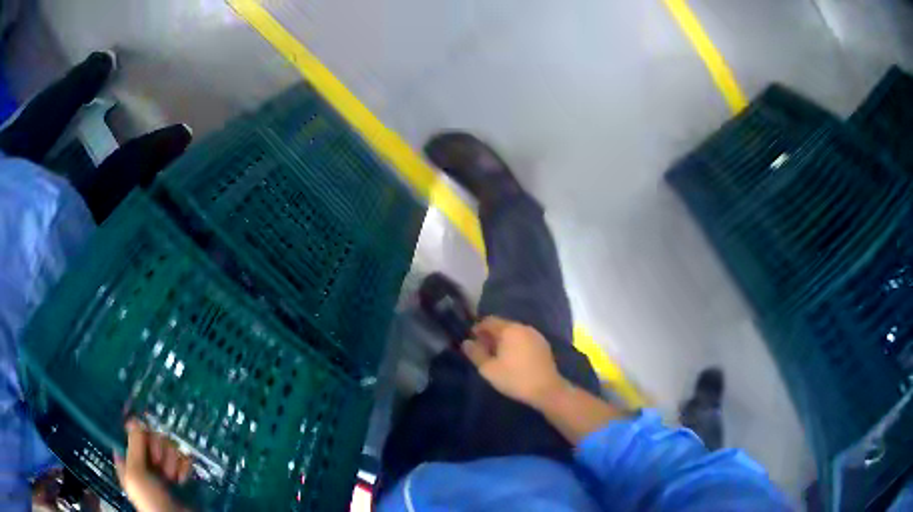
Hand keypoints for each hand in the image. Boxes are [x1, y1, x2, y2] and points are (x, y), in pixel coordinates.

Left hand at [114, 419, 192, 511]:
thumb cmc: (151, 500)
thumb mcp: (135, 474)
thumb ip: (134, 445)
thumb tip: (135, 419)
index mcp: (129, 459)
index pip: (132, 432)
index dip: (138, 430)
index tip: (143, 434)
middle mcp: (145, 460)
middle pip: (152, 436)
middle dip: (158, 449)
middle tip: (159, 465)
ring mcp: (164, 468)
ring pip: (169, 446)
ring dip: (172, 461)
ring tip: (172, 478)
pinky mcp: (181, 474)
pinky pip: (184, 458)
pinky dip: (184, 467)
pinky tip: (182, 479)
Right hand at [461, 316, 568, 409]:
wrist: (547, 389)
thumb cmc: (515, 378)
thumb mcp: (489, 369)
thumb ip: (475, 353)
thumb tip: (466, 342)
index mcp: (509, 329)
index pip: (489, 321)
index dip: (477, 328)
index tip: (471, 340)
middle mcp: (523, 327)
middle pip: (503, 325)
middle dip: (490, 335)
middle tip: (482, 350)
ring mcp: (536, 335)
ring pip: (514, 333)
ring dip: (504, 340)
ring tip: (496, 356)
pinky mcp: (543, 345)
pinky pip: (524, 339)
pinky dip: (515, 344)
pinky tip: (513, 359)